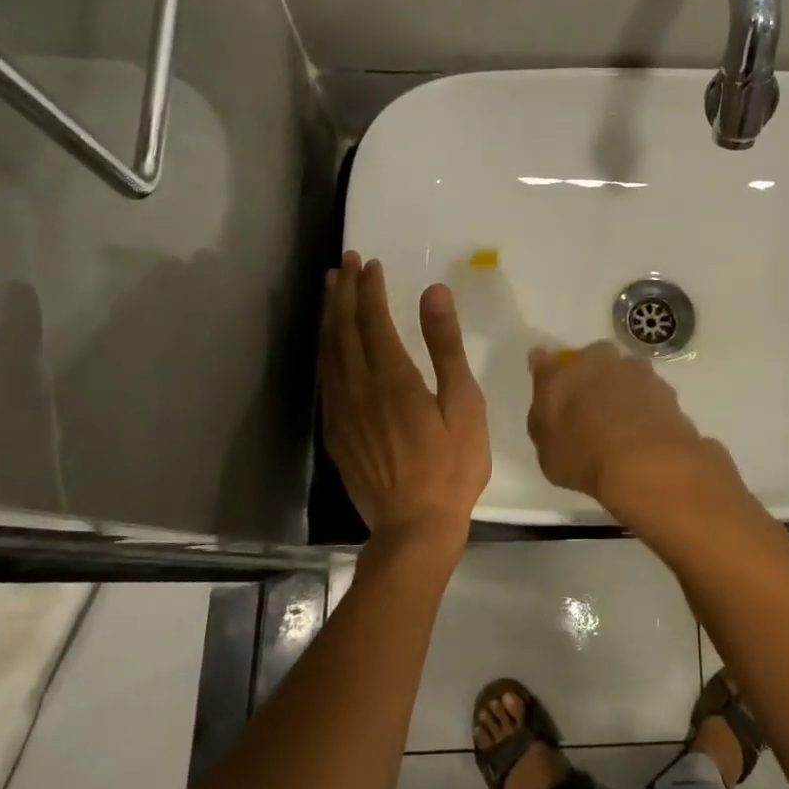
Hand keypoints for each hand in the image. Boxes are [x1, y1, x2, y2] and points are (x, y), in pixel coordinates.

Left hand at [320, 253, 489, 545]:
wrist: (414, 526)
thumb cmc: (452, 466)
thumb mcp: (463, 404)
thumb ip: (446, 346)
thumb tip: (433, 292)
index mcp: (392, 377)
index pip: (373, 320)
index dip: (369, 289)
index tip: (369, 262)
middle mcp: (358, 387)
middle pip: (344, 329)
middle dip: (345, 292)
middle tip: (346, 262)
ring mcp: (341, 411)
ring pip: (328, 351)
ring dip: (330, 316)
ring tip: (331, 289)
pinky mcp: (335, 432)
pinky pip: (324, 379)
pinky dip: (324, 350)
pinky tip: (328, 343)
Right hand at [525, 343, 741, 522]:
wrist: (646, 465)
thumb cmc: (582, 452)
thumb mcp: (544, 439)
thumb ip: (542, 400)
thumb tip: (542, 361)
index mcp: (575, 364)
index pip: (560, 363)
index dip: (560, 380)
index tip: (559, 402)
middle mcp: (611, 361)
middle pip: (599, 366)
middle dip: (595, 383)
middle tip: (589, 416)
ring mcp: (646, 376)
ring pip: (628, 381)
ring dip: (624, 397)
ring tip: (619, 433)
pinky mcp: (672, 398)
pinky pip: (650, 403)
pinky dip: (645, 415)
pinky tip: (641, 440)